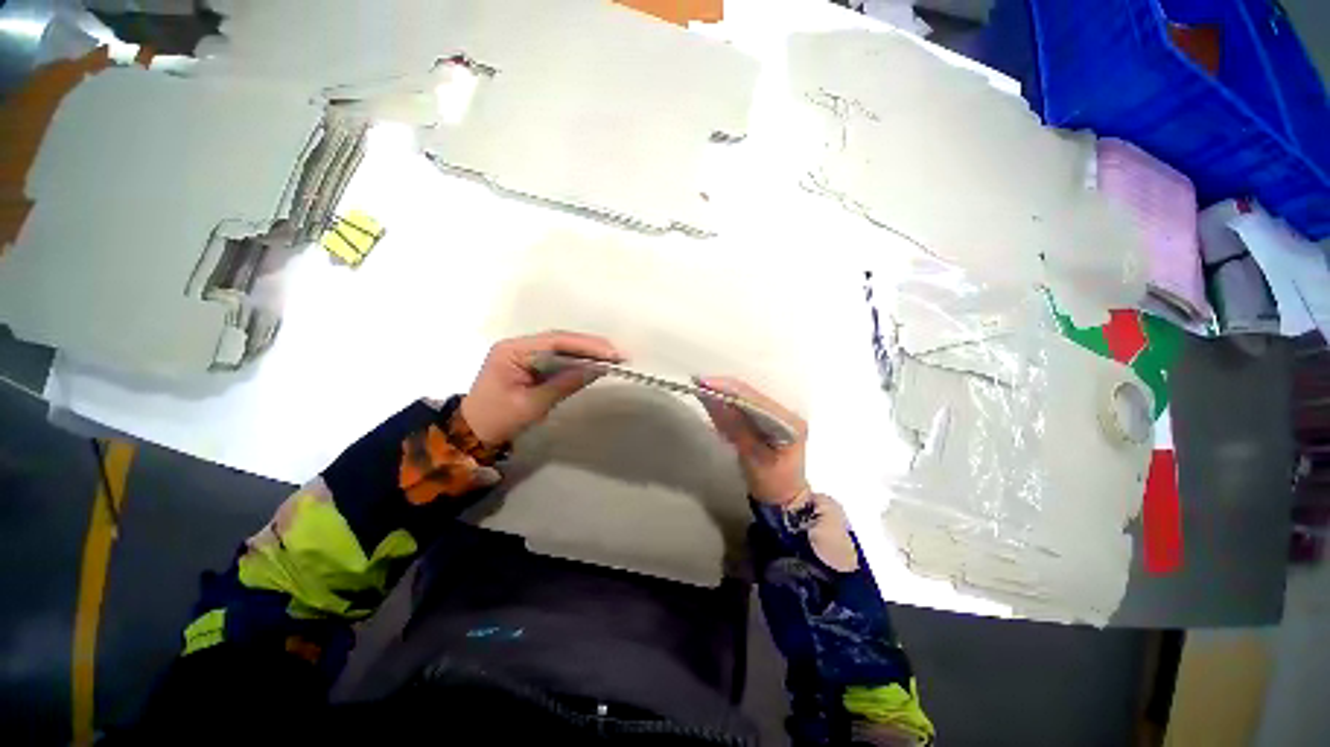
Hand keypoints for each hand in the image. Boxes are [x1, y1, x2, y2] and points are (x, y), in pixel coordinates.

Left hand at [461, 331, 623, 445]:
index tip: (611, 353)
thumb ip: (565, 383)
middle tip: (618, 353)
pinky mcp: (528, 363)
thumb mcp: (532, 404)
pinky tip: (593, 363)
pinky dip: (575, 360)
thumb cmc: (498, 420)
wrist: (472, 435)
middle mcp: (517, 345)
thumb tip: (596, 369)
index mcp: (512, 350)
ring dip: (586, 352)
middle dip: (590, 346)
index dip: (586, 345)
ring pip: (560, 347)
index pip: (555, 341)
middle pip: (559, 340)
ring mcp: (522, 353)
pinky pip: (556, 357)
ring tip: (611, 356)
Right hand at [695, 377, 808, 505]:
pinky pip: (747, 406)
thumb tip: (713, 401)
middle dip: (725, 388)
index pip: (756, 398)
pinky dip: (730, 404)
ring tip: (703, 388)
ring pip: (748, 397)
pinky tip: (714, 400)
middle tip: (699, 382)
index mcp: (790, 422)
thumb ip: (735, 427)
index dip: (729, 389)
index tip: (705, 383)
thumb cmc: (771, 483)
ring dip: (725, 393)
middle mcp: (788, 412)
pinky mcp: (770, 419)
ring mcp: (780, 414)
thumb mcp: (753, 457)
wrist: (784, 501)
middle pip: (753, 394)